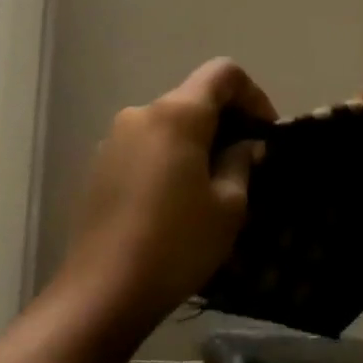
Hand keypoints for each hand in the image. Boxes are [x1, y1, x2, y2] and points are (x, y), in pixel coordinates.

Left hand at [59, 58, 276, 329]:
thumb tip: (244, 145)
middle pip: (191, 99)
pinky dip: (166, 160)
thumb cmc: (178, 244)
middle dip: (224, 123)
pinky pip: (143, 149)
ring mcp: (112, 141)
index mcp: (176, 115)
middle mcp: (139, 114)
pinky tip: (173, 201)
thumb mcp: (228, 207)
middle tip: (245, 164)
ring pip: (165, 126)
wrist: (104, 289)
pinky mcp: (97, 168)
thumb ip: (241, 163)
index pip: (222, 74)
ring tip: (210, 187)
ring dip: (194, 144)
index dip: (253, 95)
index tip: (265, 133)